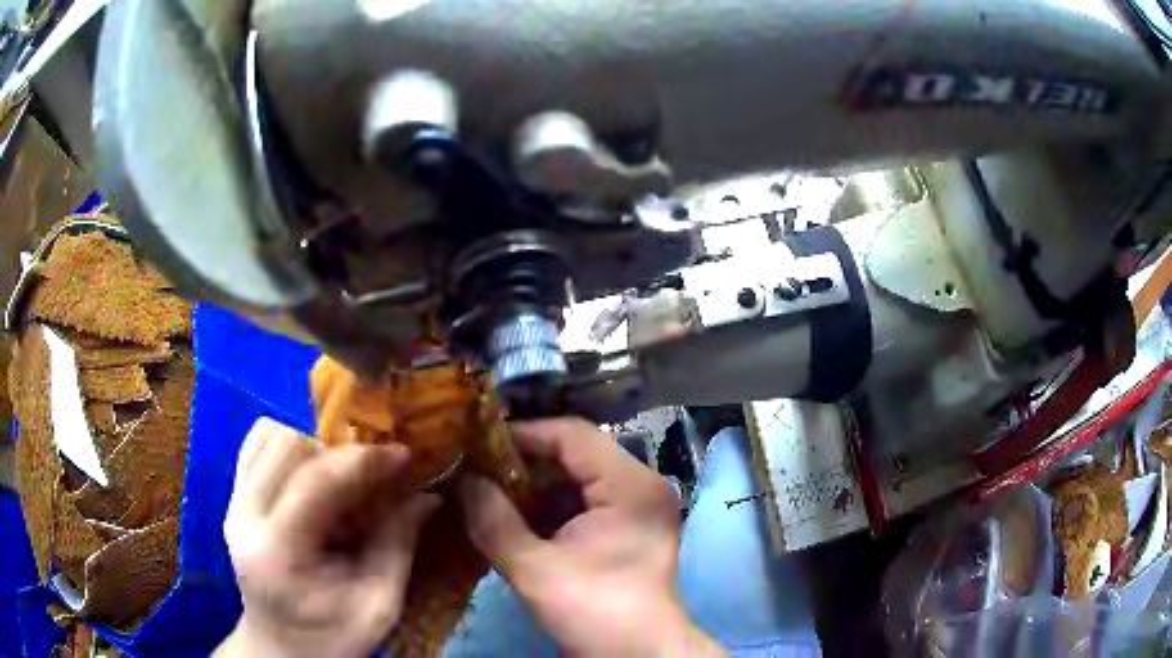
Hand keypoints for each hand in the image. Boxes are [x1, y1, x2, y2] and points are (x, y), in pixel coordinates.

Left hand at [215, 418, 439, 657]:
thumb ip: (399, 546)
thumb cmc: (333, 637)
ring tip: (340, 479)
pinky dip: (289, 447)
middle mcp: (245, 516)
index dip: (363, 460)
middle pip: (288, 445)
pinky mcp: (232, 499)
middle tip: (371, 477)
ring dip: (313, 447)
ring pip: (269, 436)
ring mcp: (233, 503)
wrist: (281, 649)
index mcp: (278, 551)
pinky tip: (312, 474)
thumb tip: (427, 495)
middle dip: (338, 454)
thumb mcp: (378, 606)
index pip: (315, 481)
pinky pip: (256, 446)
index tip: (403, 456)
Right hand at [459, 418, 722, 656]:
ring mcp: (640, 506)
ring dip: (536, 486)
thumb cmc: (593, 610)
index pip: (572, 435)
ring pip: (580, 478)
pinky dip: (552, 506)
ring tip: (491, 493)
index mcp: (630, 485)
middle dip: (525, 464)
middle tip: (478, 471)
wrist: (637, 655)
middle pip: (577, 454)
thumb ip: (492, 520)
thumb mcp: (533, 569)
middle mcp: (642, 484)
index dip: (522, 434)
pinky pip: (587, 501)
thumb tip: (462, 480)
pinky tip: (518, 517)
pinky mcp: (631, 527)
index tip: (477, 444)